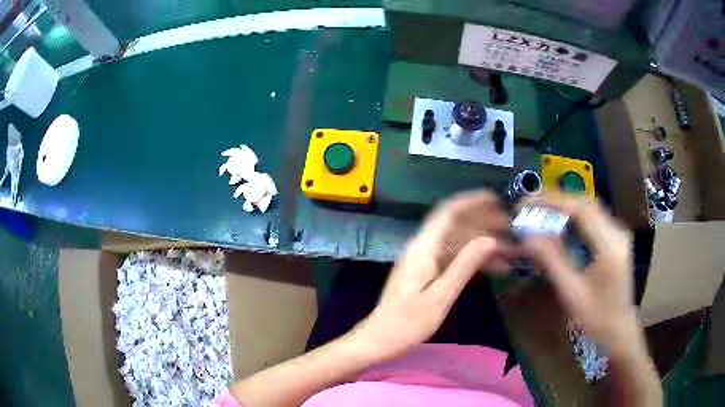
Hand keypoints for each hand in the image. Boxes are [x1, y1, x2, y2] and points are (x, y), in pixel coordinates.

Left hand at [351, 191, 514, 361]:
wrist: (379, 340)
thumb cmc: (407, 323)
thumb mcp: (440, 297)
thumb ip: (465, 266)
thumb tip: (490, 240)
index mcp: (424, 248)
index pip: (449, 212)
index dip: (473, 201)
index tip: (497, 200)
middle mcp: (423, 248)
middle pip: (456, 224)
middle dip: (484, 222)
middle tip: (511, 228)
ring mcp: (424, 260)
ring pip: (459, 241)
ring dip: (483, 243)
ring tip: (510, 250)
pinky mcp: (427, 273)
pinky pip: (455, 257)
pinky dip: (474, 259)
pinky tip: (495, 267)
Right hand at [522, 193, 640, 357]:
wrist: (620, 331)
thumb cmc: (597, 318)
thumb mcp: (572, 293)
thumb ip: (553, 261)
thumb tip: (529, 236)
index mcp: (610, 245)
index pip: (581, 210)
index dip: (553, 201)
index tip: (529, 203)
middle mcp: (617, 233)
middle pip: (586, 204)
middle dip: (558, 200)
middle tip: (532, 205)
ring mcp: (619, 235)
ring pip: (590, 209)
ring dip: (566, 207)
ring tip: (542, 211)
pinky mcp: (616, 240)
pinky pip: (594, 219)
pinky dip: (575, 217)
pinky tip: (561, 224)